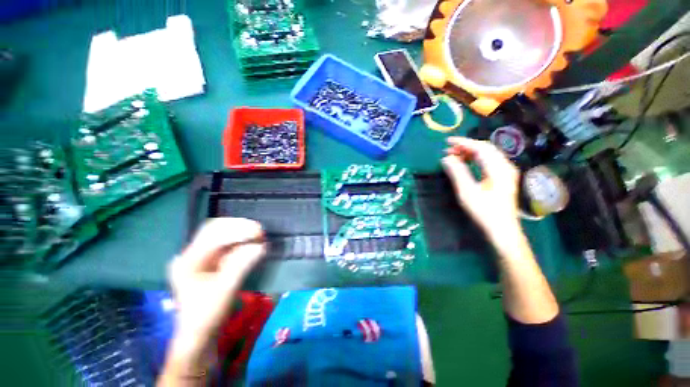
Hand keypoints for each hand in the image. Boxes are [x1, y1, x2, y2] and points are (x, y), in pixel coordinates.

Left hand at [163, 218, 265, 380]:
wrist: (199, 335)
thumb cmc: (207, 314)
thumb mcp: (225, 289)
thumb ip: (242, 264)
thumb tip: (261, 246)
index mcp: (188, 260)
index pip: (213, 234)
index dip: (237, 229)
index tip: (258, 233)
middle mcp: (191, 254)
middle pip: (216, 229)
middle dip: (239, 227)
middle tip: (260, 231)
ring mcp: (200, 258)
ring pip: (222, 236)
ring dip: (241, 233)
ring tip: (259, 235)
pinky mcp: (210, 263)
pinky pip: (226, 246)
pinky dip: (241, 242)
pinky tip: (252, 243)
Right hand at [441, 137, 520, 241]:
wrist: (502, 229)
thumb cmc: (484, 211)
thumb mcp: (467, 192)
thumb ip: (457, 173)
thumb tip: (446, 158)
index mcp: (499, 169)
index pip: (480, 148)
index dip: (463, 142)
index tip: (447, 141)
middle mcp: (505, 166)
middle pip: (486, 149)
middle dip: (466, 146)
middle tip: (449, 150)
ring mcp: (506, 172)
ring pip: (488, 154)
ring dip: (471, 152)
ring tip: (455, 155)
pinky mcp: (504, 177)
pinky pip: (489, 161)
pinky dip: (476, 159)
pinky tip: (467, 162)